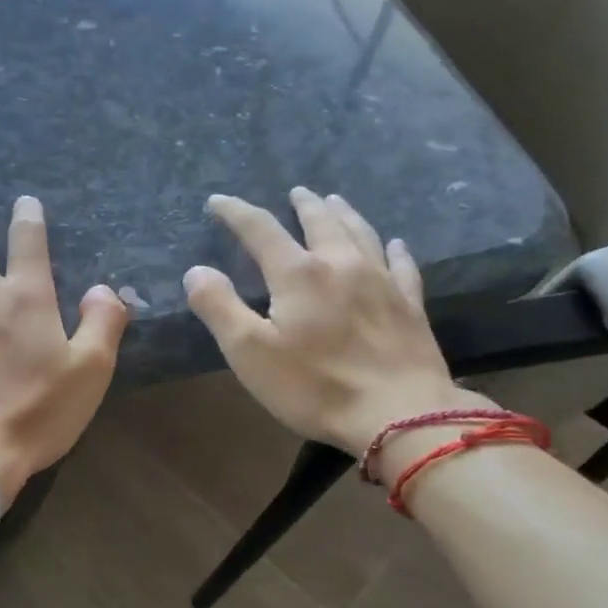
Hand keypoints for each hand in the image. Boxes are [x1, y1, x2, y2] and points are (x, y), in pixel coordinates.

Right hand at [183, 188, 480, 458]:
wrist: (400, 415)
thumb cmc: (315, 386)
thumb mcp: (249, 352)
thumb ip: (219, 306)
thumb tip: (197, 270)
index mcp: (298, 274)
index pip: (260, 228)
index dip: (236, 212)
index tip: (218, 201)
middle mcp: (341, 264)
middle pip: (320, 221)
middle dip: (303, 204)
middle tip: (296, 192)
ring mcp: (381, 282)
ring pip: (361, 233)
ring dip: (344, 214)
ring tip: (335, 201)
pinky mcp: (409, 305)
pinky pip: (402, 266)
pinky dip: (394, 250)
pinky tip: (395, 245)